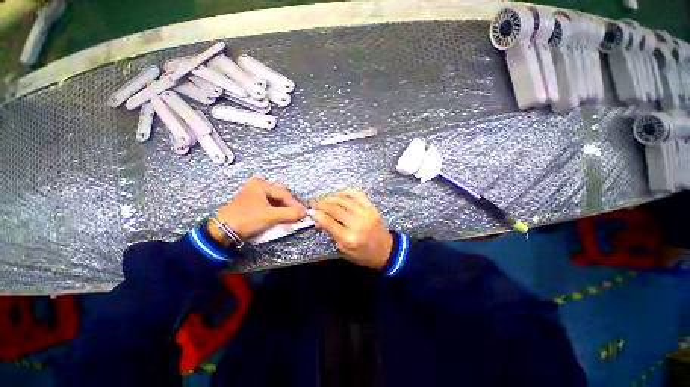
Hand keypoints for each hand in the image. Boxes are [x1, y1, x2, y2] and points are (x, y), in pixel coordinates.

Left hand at [208, 177, 306, 244]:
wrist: (223, 231)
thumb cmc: (247, 219)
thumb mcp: (271, 216)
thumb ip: (289, 213)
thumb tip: (304, 213)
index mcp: (260, 184)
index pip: (283, 193)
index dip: (294, 204)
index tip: (303, 212)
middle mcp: (258, 186)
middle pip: (280, 195)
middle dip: (289, 205)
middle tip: (297, 214)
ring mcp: (255, 194)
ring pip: (275, 200)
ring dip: (284, 208)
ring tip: (291, 216)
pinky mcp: (253, 203)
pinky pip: (270, 204)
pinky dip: (277, 210)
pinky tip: (281, 216)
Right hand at [310, 190, 392, 269]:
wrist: (385, 250)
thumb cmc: (363, 254)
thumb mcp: (344, 249)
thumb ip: (331, 233)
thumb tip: (318, 220)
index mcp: (349, 238)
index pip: (328, 222)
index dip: (317, 214)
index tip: (310, 211)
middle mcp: (357, 224)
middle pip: (335, 209)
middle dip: (321, 204)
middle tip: (313, 203)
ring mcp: (365, 213)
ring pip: (344, 200)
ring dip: (331, 197)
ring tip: (323, 199)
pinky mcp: (372, 208)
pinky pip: (358, 194)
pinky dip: (346, 192)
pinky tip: (338, 194)